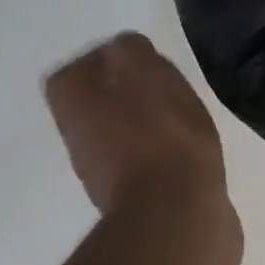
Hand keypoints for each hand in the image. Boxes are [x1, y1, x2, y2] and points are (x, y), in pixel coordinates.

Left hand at [44, 33, 230, 218]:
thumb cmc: (160, 135)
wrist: (175, 214)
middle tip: (168, 87)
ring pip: (123, 131)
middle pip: (99, 102)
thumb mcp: (144, 70)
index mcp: (72, 102)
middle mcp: (77, 136)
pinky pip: (146, 160)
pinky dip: (165, 152)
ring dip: (149, 122)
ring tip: (185, 118)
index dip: (110, 61)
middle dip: (131, 92)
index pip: (77, 69)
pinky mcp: (135, 198)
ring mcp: (102, 171)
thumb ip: (129, 50)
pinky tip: (192, 150)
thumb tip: (124, 50)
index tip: (144, 61)